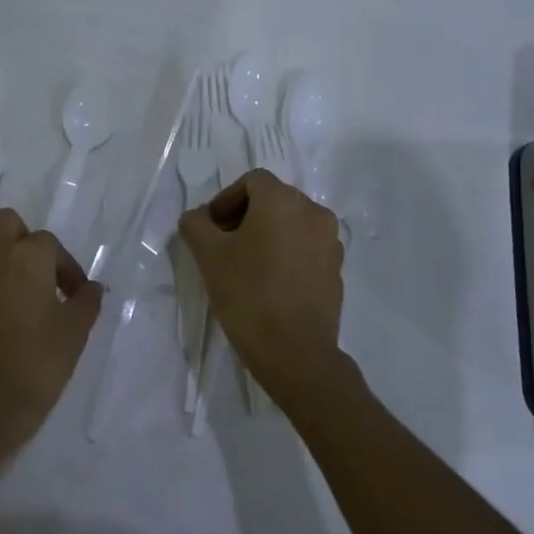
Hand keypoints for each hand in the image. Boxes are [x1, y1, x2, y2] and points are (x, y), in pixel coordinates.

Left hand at [0, 208, 103, 446]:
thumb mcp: (75, 332)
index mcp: (29, 256)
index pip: (50, 244)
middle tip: (37, 273)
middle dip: (24, 240)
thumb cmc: (37, 363)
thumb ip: (86, 301)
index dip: (65, 267)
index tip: (73, 294)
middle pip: (8, 222)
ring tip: (3, 269)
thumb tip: (92, 288)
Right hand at [178, 169, 345, 405]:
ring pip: (291, 224)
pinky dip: (287, 254)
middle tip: (223, 246)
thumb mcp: (208, 255)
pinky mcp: (337, 270)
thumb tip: (199, 217)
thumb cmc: (248, 294)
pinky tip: (270, 283)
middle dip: (245, 216)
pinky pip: (306, 248)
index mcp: (283, 200)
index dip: (225, 200)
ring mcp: (330, 242)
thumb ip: (196, 224)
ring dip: (267, 235)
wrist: (295, 352)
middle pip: (273, 200)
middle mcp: (313, 212)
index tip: (210, 230)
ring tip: (246, 265)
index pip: (251, 181)